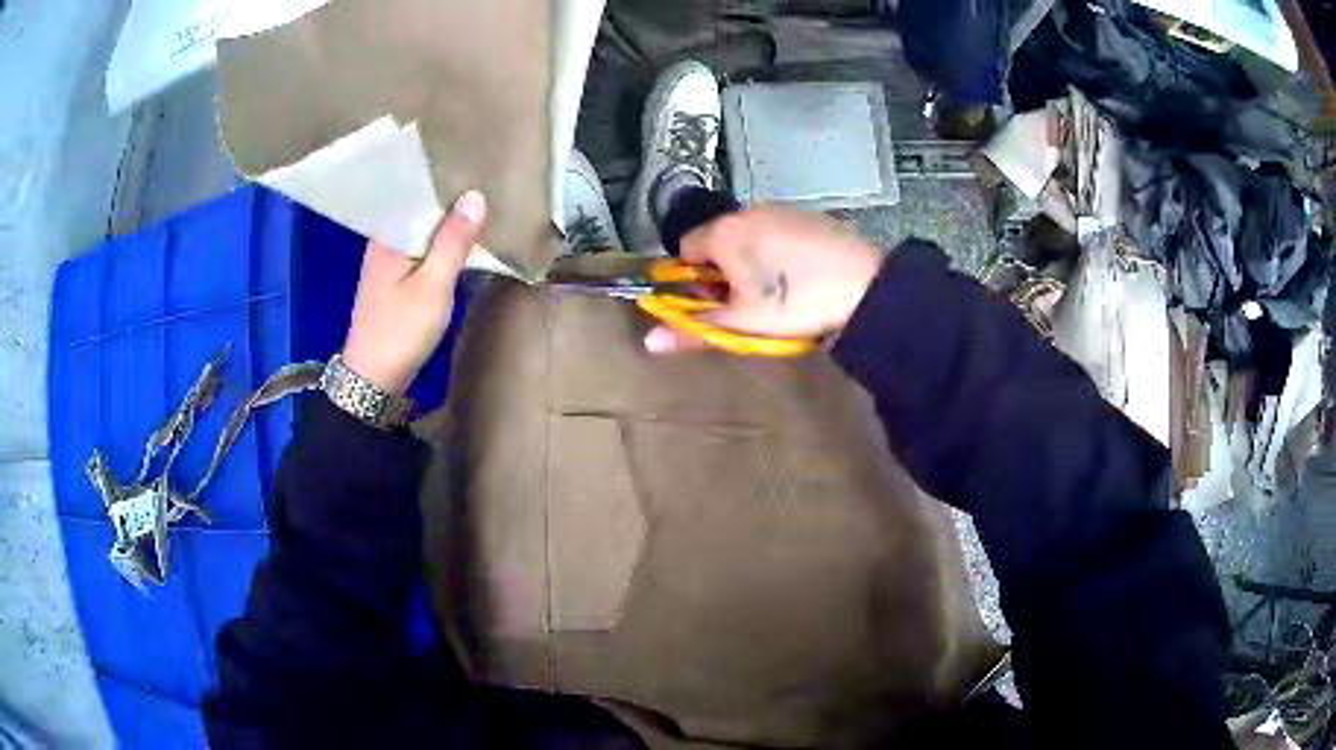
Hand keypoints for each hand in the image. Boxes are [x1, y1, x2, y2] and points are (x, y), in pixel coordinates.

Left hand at [342, 190, 486, 394]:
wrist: (373, 379)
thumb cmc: (400, 330)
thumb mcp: (433, 285)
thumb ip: (453, 242)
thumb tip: (475, 195)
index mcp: (387, 236)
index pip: (415, 192)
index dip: (443, 180)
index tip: (473, 167)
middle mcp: (383, 243)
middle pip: (419, 212)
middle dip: (448, 200)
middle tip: (485, 182)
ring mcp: (387, 263)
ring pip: (421, 232)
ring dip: (445, 225)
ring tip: (479, 207)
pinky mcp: (394, 282)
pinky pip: (420, 251)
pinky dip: (439, 245)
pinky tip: (459, 243)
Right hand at [644, 205, 883, 353]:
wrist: (867, 285)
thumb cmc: (796, 303)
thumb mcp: (743, 322)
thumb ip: (694, 328)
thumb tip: (648, 342)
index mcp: (724, 233)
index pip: (684, 249)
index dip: (693, 280)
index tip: (717, 302)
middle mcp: (747, 211)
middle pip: (717, 242)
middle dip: (723, 272)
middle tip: (749, 303)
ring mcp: (780, 209)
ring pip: (748, 237)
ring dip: (751, 262)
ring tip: (780, 293)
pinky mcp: (808, 215)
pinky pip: (777, 232)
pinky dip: (778, 252)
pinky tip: (802, 276)